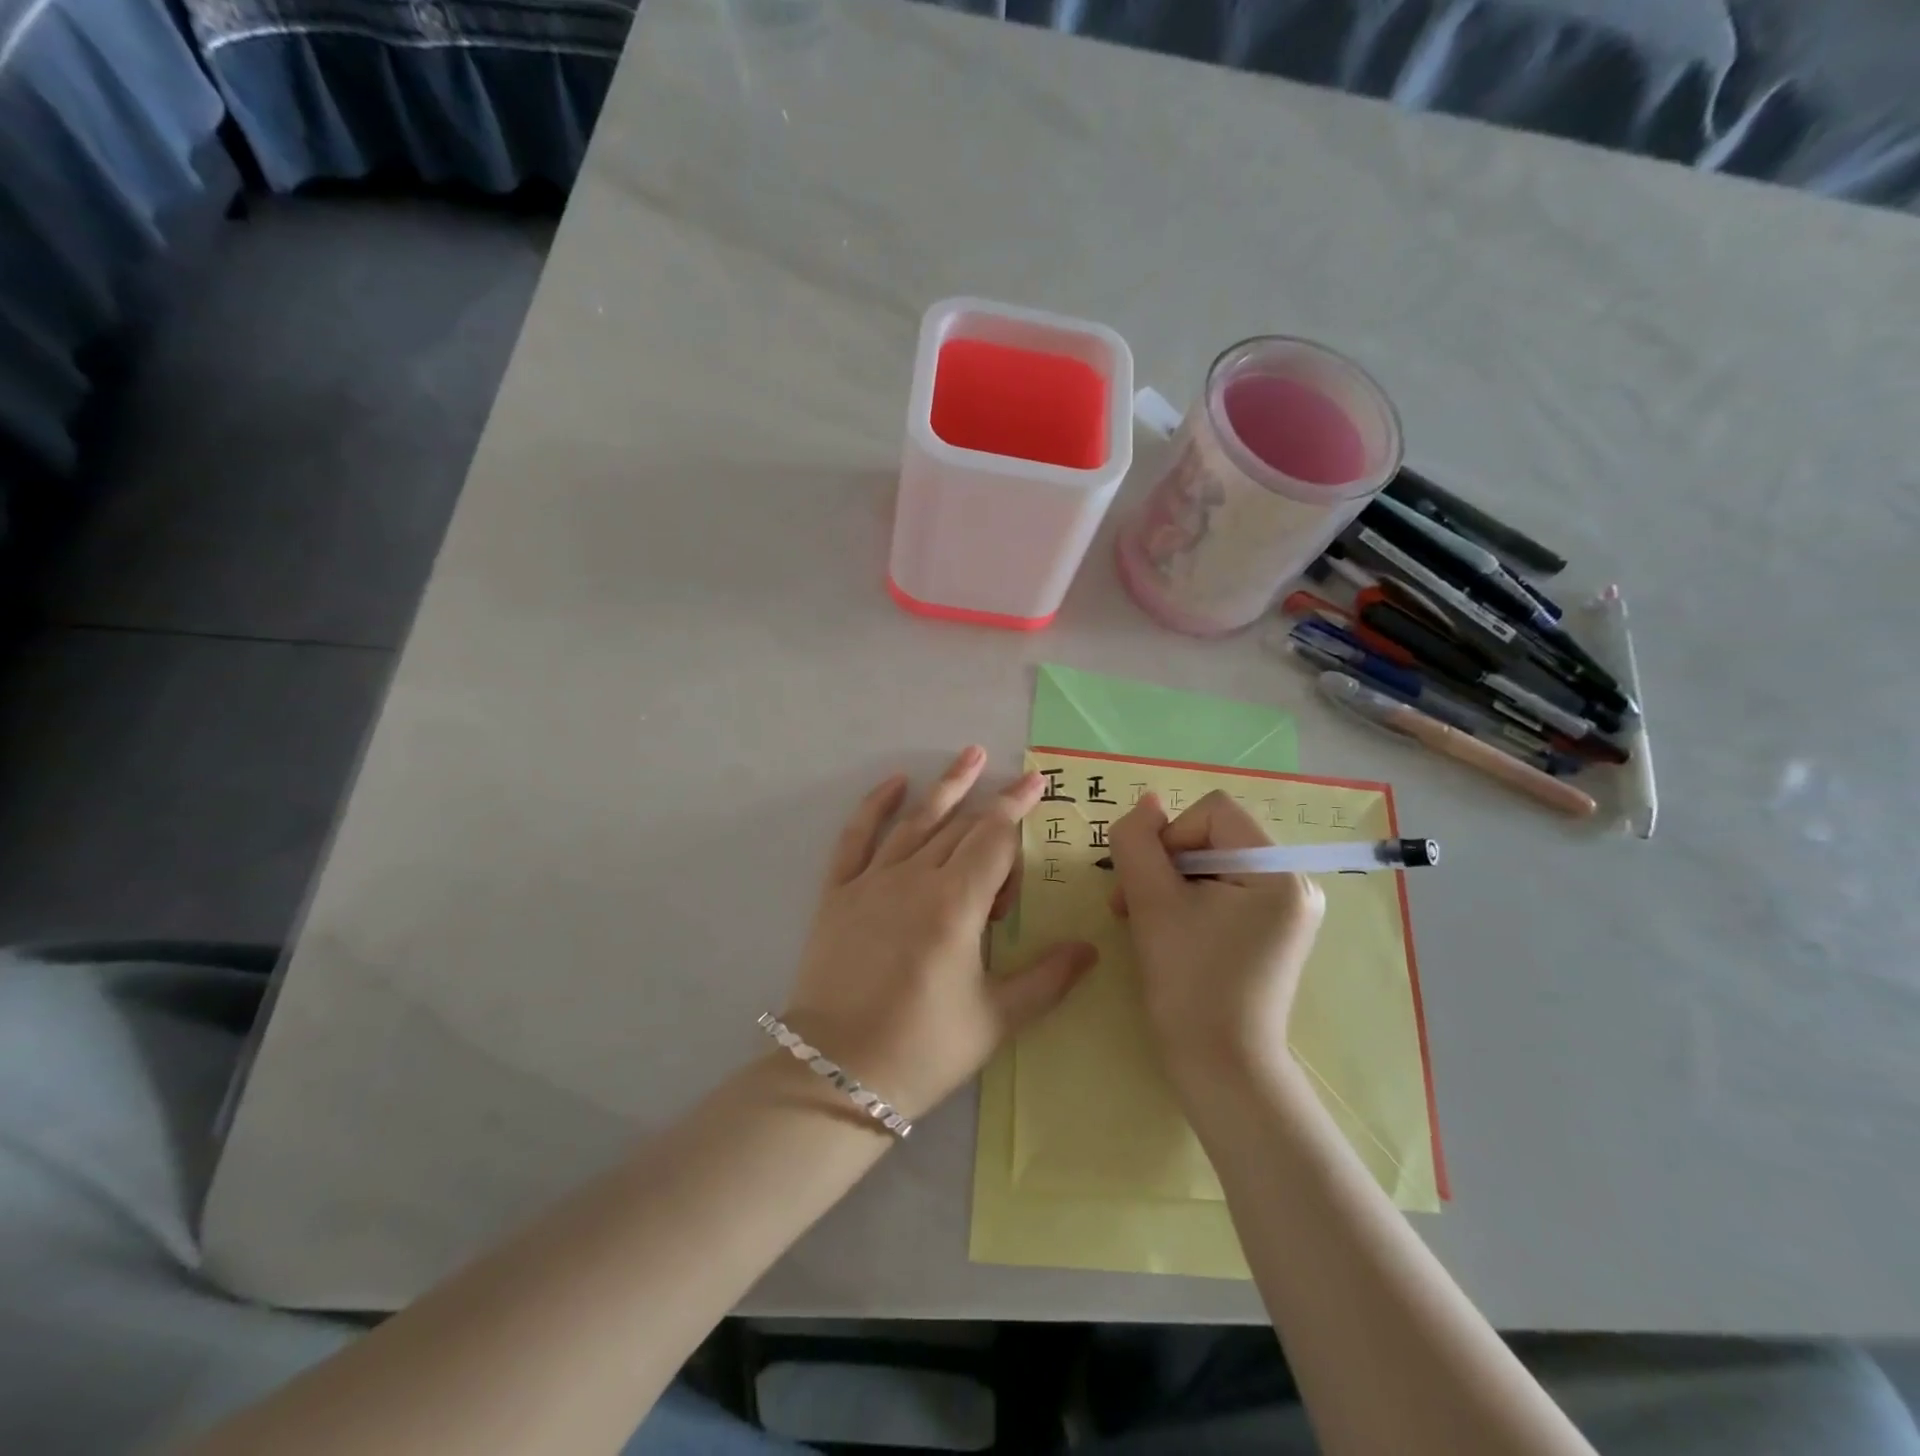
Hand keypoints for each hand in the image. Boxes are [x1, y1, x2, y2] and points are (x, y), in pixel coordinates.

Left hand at [782, 748, 1098, 1121]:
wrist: (835, 1075)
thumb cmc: (923, 1049)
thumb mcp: (995, 1019)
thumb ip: (1047, 978)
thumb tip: (1091, 949)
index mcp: (955, 904)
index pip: (995, 840)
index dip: (1019, 809)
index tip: (1037, 782)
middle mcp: (914, 879)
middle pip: (961, 828)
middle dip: (993, 803)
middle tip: (1015, 781)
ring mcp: (871, 883)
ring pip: (916, 822)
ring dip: (946, 788)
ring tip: (969, 756)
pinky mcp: (838, 894)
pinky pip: (856, 838)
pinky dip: (874, 806)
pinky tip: (894, 784)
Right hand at [1107, 790, 1324, 1088]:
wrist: (1222, 1070)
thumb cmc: (1188, 982)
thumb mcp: (1151, 902)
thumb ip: (1138, 842)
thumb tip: (1147, 802)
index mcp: (1278, 871)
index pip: (1212, 812)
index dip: (1170, 837)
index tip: (1149, 885)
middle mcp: (1295, 883)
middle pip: (1215, 837)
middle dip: (1167, 864)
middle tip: (1132, 905)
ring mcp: (1288, 911)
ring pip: (1215, 865)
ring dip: (1171, 885)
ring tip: (1143, 921)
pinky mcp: (1274, 934)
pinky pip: (1226, 893)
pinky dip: (1190, 903)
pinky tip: (1169, 933)